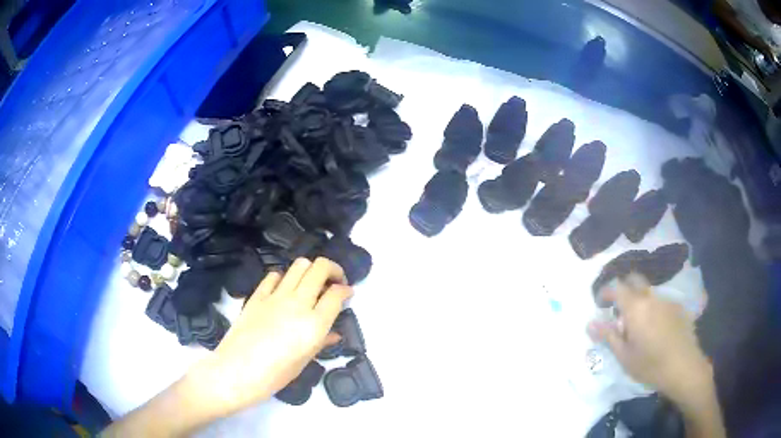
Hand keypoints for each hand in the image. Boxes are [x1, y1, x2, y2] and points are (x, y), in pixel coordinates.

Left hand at [191, 257, 352, 415]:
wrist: (237, 371)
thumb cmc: (275, 375)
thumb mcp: (304, 361)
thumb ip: (322, 341)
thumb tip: (334, 332)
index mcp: (314, 324)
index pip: (337, 294)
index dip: (346, 290)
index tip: (348, 293)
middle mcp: (298, 303)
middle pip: (320, 268)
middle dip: (333, 270)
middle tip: (334, 282)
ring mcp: (275, 296)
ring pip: (299, 265)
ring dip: (310, 270)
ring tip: (311, 283)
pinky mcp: (257, 295)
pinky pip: (275, 276)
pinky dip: (285, 278)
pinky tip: (284, 290)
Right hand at [587, 274, 712, 406]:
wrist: (683, 366)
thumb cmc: (649, 364)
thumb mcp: (624, 355)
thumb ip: (608, 336)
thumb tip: (590, 323)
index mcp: (636, 307)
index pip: (617, 288)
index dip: (606, 292)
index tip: (600, 302)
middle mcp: (651, 297)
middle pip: (635, 280)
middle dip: (624, 288)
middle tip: (618, 309)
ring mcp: (667, 300)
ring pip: (649, 292)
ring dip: (639, 301)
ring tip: (638, 324)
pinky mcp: (678, 307)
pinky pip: (661, 302)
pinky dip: (653, 309)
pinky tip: (656, 329)